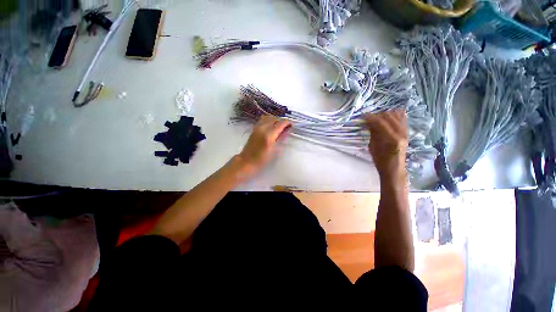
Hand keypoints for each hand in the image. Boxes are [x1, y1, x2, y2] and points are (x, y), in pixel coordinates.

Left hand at [233, 115, 291, 180]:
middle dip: (282, 121)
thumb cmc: (262, 159)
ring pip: (268, 117)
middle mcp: (263, 128)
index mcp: (269, 135)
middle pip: (275, 118)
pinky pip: (263, 120)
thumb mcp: (274, 150)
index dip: (287, 122)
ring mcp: (257, 127)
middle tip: (287, 126)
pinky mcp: (254, 128)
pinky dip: (269, 120)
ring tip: (280, 125)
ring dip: (275, 120)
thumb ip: (281, 138)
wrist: (247, 161)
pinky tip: (271, 126)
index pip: (280, 123)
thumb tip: (287, 131)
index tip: (291, 124)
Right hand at [364, 110, 407, 176]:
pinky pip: (402, 118)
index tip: (362, 116)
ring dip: (385, 114)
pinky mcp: (406, 132)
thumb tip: (368, 123)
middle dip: (377, 115)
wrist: (394, 168)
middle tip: (368, 118)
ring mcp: (405, 132)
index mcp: (392, 138)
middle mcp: (401, 133)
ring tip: (376, 118)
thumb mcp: (373, 147)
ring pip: (396, 115)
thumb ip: (373, 133)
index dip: (370, 117)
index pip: (380, 122)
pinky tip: (386, 119)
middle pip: (389, 116)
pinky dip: (394, 116)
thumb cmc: (380, 161)